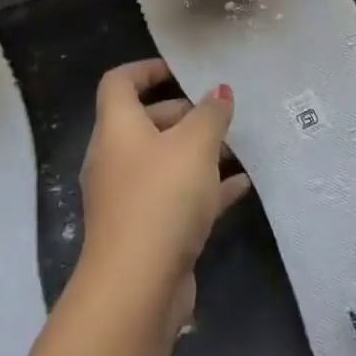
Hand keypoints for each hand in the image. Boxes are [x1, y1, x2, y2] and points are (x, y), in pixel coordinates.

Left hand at [78, 59, 250, 332]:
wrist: (137, 286)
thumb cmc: (162, 198)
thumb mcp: (195, 146)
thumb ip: (211, 114)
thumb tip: (219, 91)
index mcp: (117, 128)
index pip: (120, 82)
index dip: (148, 69)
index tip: (182, 71)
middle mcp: (115, 158)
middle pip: (147, 121)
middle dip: (185, 115)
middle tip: (223, 117)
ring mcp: (128, 196)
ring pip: (164, 161)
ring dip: (198, 153)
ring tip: (238, 149)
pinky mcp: (145, 229)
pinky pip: (175, 196)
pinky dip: (203, 187)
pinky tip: (240, 186)